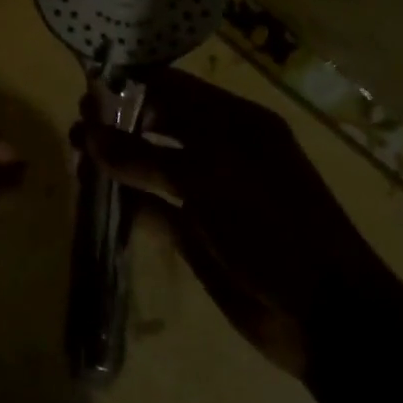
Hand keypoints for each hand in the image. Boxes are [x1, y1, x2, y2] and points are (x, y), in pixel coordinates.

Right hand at [75, 69, 388, 377]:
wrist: (326, 316)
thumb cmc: (271, 226)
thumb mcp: (206, 180)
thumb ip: (143, 156)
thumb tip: (89, 134)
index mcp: (234, 122)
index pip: (174, 87)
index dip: (131, 85)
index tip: (88, 90)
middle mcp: (220, 149)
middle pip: (160, 123)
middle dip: (118, 122)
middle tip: (77, 129)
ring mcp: (209, 192)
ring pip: (152, 165)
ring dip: (117, 162)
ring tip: (77, 161)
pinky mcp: (198, 232)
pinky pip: (154, 207)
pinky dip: (127, 202)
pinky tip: (96, 200)